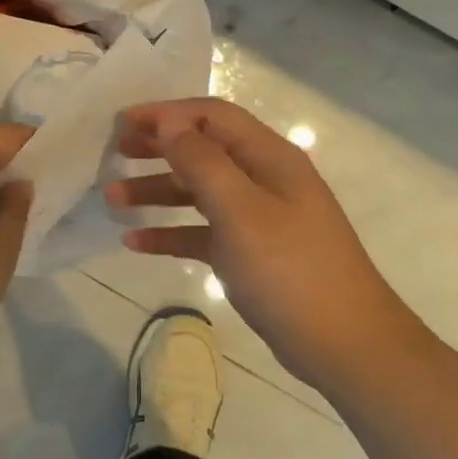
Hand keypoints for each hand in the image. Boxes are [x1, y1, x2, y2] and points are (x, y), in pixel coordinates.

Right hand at [105, 98, 403, 389]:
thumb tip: (170, 121)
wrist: (344, 345)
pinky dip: (170, 232)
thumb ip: (202, 162)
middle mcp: (263, 179)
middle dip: (158, 147)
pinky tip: (136, 243)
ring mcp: (257, 218)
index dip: (167, 113)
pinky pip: (202, 232)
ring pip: (198, 192)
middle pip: (203, 149)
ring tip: (112, 199)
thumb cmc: (290, 270)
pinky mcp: (250, 253)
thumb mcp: (241, 211)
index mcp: (269, 158)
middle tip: (115, 153)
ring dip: (156, 191)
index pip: (212, 117)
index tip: (122, 122)